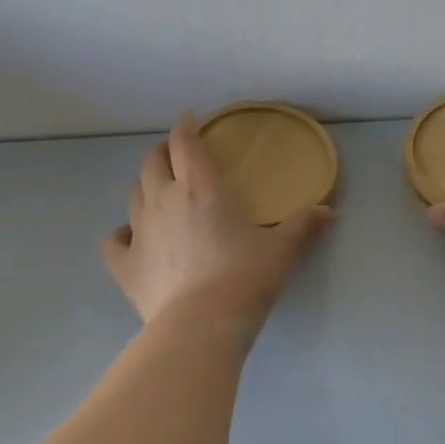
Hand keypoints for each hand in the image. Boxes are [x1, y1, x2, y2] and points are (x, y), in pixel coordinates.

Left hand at [104, 112, 334, 325]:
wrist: (201, 325)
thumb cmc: (244, 278)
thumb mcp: (281, 250)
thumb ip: (303, 226)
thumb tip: (330, 212)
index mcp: (201, 188)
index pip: (184, 143)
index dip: (185, 126)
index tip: (189, 118)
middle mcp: (163, 200)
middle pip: (151, 162)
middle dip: (160, 151)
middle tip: (173, 154)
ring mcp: (139, 232)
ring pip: (132, 194)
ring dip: (144, 185)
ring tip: (157, 191)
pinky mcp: (124, 265)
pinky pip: (114, 240)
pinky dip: (121, 233)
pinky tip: (130, 237)